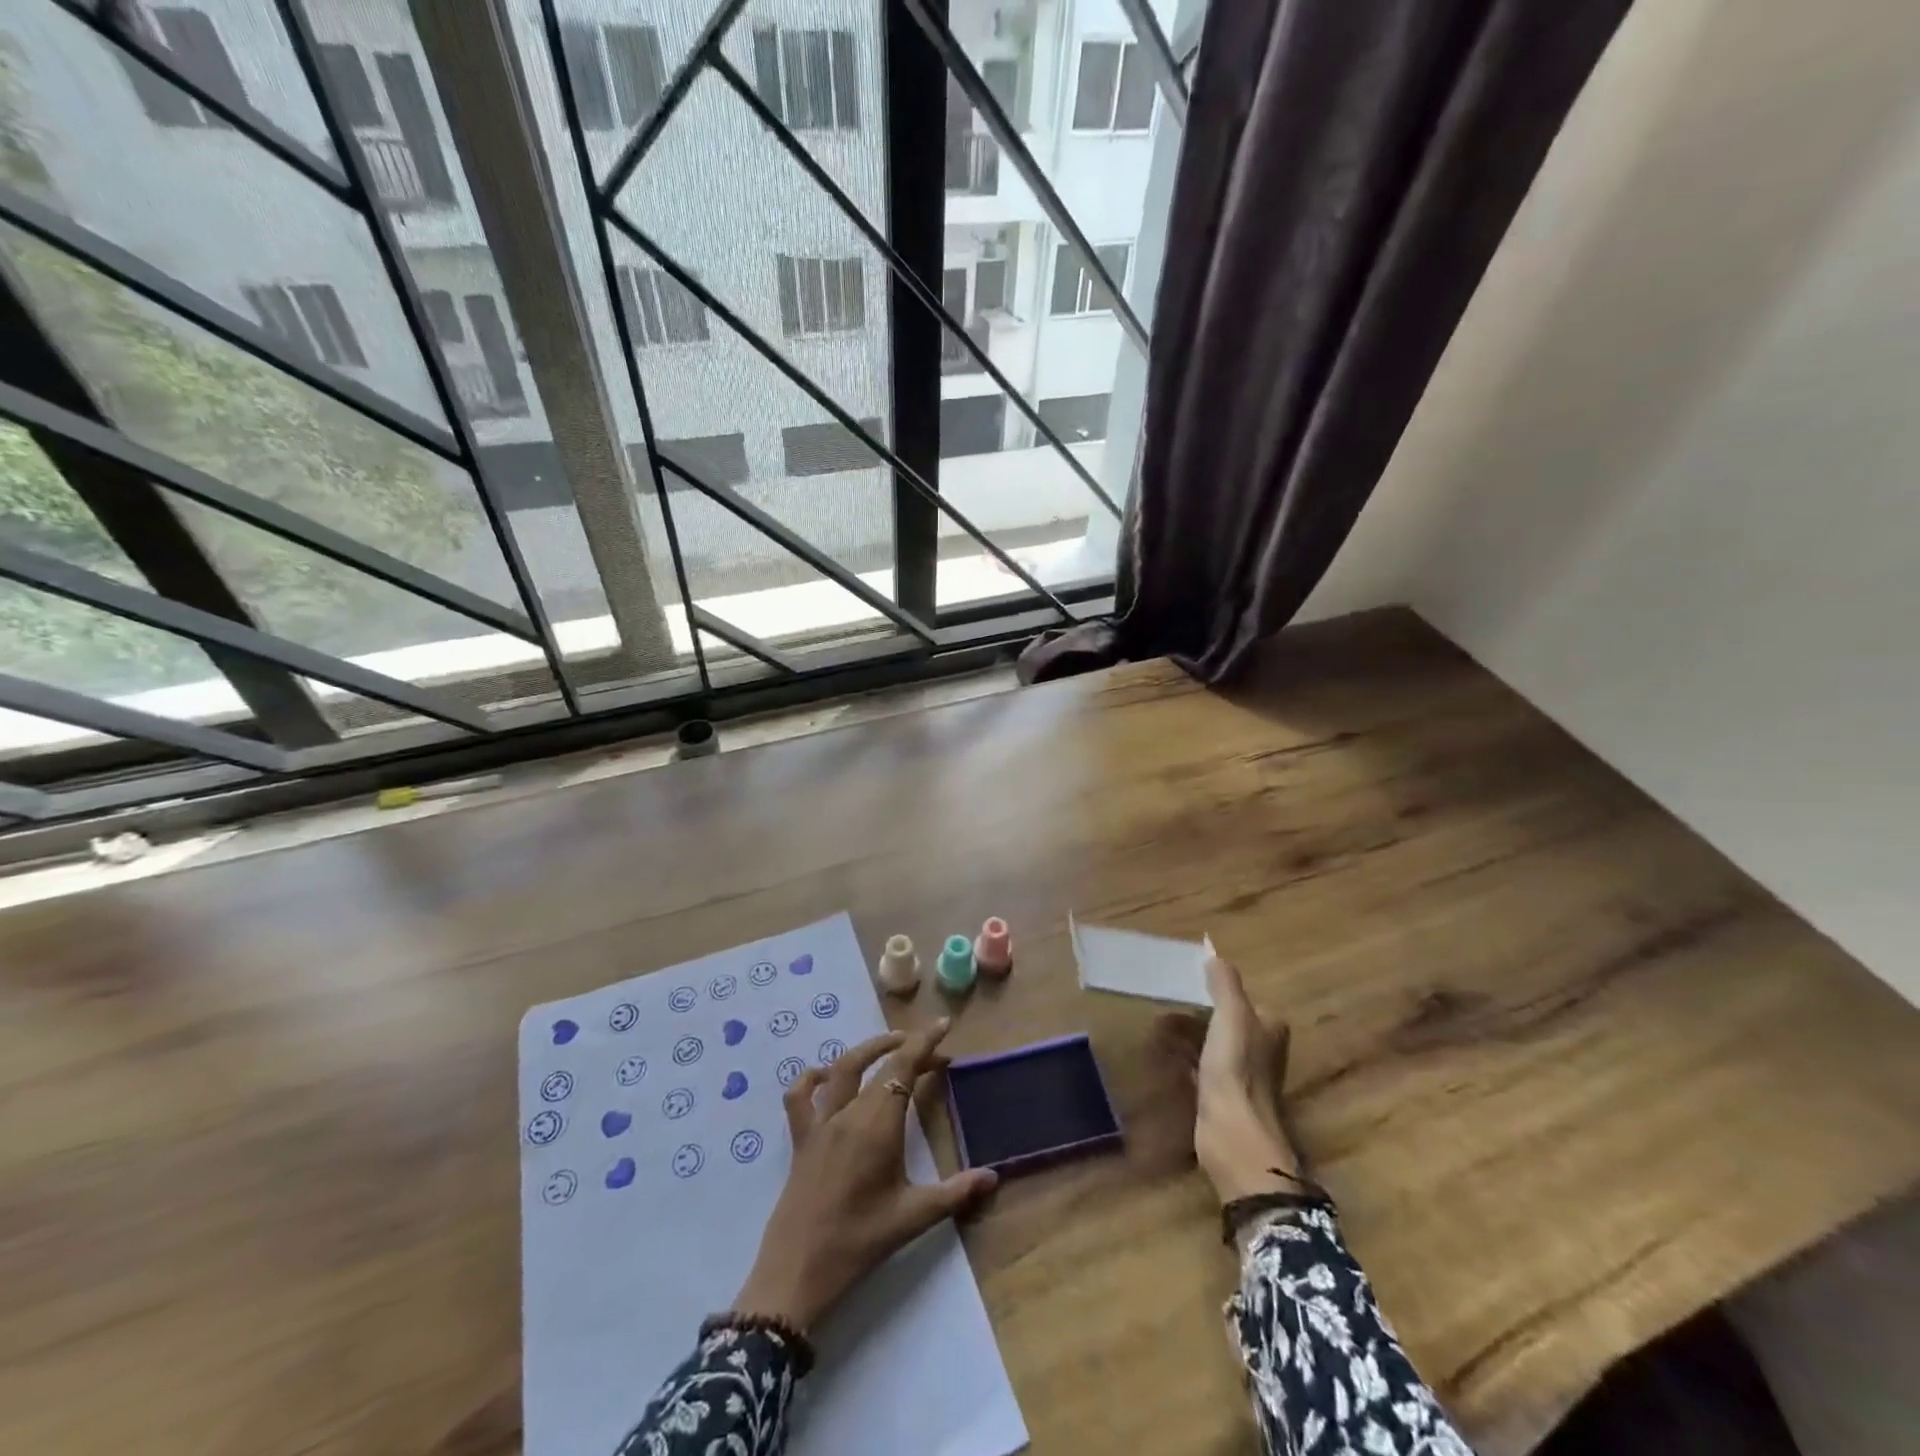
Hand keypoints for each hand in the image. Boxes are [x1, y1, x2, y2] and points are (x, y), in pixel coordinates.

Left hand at [731, 1020, 997, 1332]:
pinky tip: (826, 1076)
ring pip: (842, 1068)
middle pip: (880, 1064)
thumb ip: (955, 1193)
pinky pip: (800, 1096)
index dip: (924, 1042)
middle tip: (932, 1051)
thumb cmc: (859, 1242)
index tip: (943, 1024)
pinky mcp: (800, 1139)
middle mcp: (849, 1113)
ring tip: (891, 1045)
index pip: (904, 1067)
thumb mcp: (912, 1217)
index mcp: (879, 1124)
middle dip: (908, 1049)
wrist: (797, 1272)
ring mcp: (821, 1123)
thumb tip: (993, 1177)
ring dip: (868, 1050)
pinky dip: (812, 1077)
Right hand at [1157, 953, 1301, 1203]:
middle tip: (1165, 998)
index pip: (1244, 999)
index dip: (1218, 988)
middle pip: (1225, 1020)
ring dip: (1186, 1032)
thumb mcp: (1232, 1017)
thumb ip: (1224, 984)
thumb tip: (1213, 952)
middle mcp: (1259, 1050)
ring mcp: (1240, 1076)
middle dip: (1197, 1010)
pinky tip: (1160, 1050)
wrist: (1234, 1137)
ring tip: (1155, 1022)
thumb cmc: (1236, 1070)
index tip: (1189, 979)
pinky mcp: (1220, 1097)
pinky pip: (1198, 1066)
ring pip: (1210, 1043)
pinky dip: (1182, 1055)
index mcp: (1268, 1029)